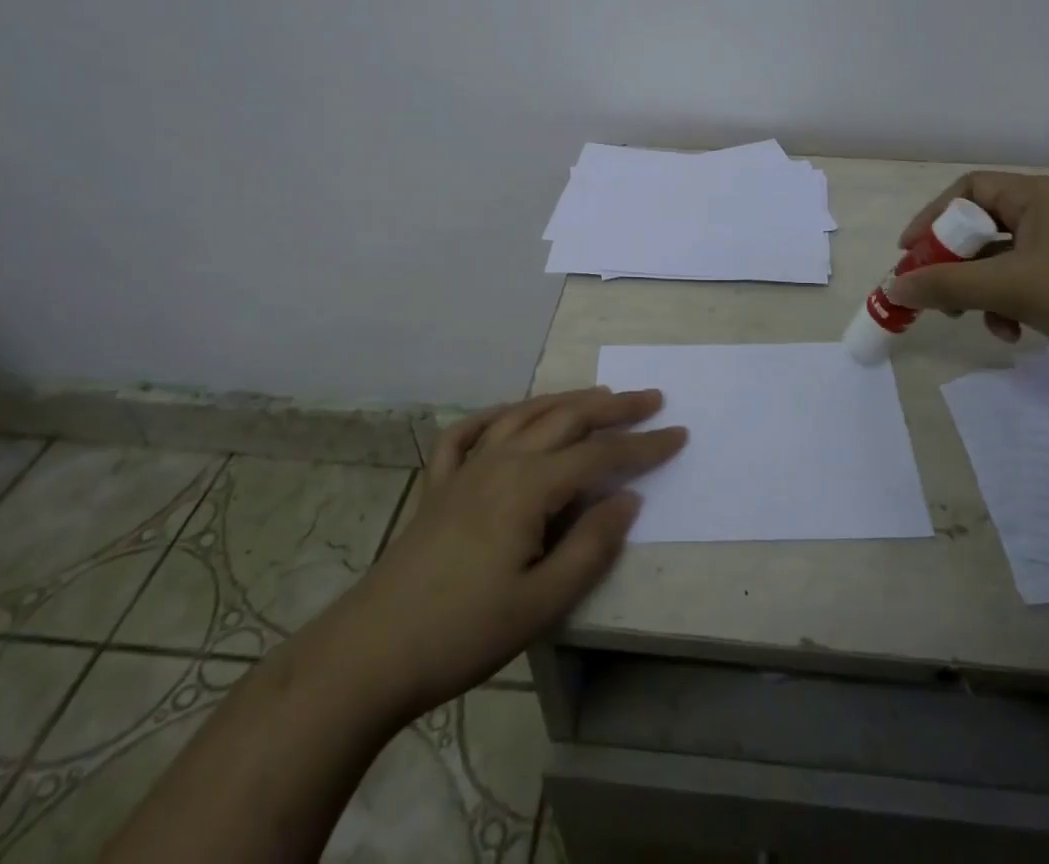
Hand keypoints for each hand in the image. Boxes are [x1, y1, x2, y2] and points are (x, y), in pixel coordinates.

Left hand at [352, 388, 685, 715]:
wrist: (370, 654)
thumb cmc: (463, 632)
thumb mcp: (541, 603)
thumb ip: (591, 546)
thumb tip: (628, 498)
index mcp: (529, 486)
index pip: (600, 455)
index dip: (643, 446)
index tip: (679, 434)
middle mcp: (500, 462)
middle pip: (566, 420)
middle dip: (614, 407)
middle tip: (651, 398)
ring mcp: (465, 468)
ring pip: (524, 416)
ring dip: (566, 401)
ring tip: (599, 394)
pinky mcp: (438, 485)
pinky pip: (469, 432)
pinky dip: (496, 415)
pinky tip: (510, 415)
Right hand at [889, 172, 1048, 399]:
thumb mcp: (1012, 287)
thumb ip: (948, 285)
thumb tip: (894, 286)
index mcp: (1038, 197)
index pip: (969, 191)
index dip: (934, 218)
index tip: (910, 253)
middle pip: (981, 229)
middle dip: (953, 263)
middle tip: (932, 294)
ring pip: (999, 262)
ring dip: (979, 291)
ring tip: (973, 320)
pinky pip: (1023, 285)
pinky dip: (1008, 306)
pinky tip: (1011, 333)